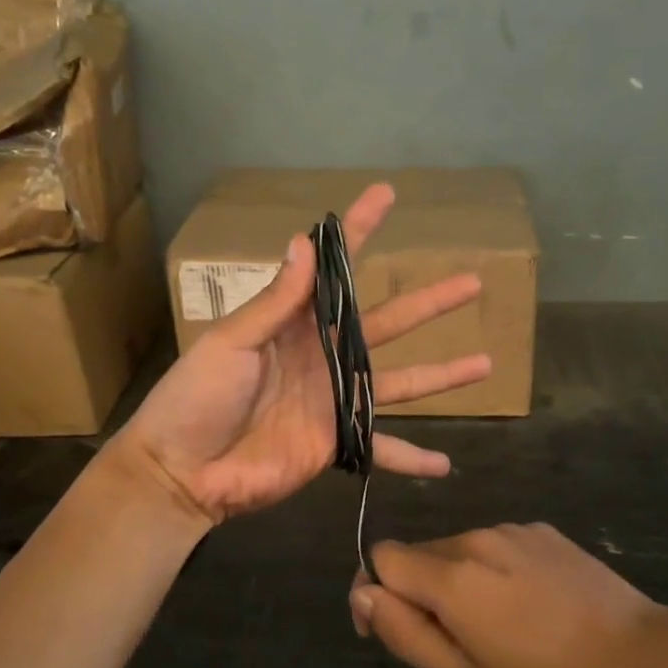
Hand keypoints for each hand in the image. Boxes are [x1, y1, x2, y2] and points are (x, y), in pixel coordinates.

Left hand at [118, 183, 491, 522]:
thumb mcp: (231, 342)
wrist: (182, 471)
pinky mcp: (337, 443)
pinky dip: (412, 458)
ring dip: (442, 375)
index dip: (359, 232)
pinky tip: (446, 465)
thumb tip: (305, 242)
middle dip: (429, 303)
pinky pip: (382, 449)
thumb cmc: (196, 398)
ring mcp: (335, 400)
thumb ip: (275, 302)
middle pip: (388, 324)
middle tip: (472, 283)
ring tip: (485, 362)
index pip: (335, 270)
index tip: (387, 196)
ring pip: (400, 382)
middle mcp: (324, 356)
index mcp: (295, 324)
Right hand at [349, 524, 667, 667]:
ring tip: (505, 627)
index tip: (401, 630)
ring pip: (459, 550)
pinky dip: (496, 571)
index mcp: (450, 575)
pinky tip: (534, 605)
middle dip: (422, 592)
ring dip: (461, 581)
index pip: (382, 556)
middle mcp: (475, 537)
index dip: (378, 592)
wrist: (639, 656)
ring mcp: (512, 530)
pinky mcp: (542, 530)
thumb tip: (362, 594)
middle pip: (420, 554)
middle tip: (464, 642)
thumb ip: (405, 633)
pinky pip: (497, 546)